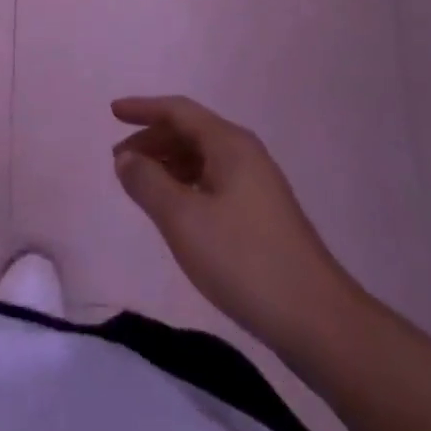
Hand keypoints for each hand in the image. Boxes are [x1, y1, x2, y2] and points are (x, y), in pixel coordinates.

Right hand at [111, 95, 357, 350]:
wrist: (318, 321)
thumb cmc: (244, 260)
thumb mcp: (182, 219)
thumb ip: (147, 182)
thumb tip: (126, 158)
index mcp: (229, 144)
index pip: (178, 111)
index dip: (143, 109)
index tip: (112, 113)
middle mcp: (245, 155)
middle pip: (190, 131)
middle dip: (152, 139)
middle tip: (119, 159)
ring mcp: (258, 185)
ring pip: (202, 158)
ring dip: (167, 163)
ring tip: (139, 183)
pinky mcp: (262, 215)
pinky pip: (213, 181)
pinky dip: (185, 184)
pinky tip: (174, 209)